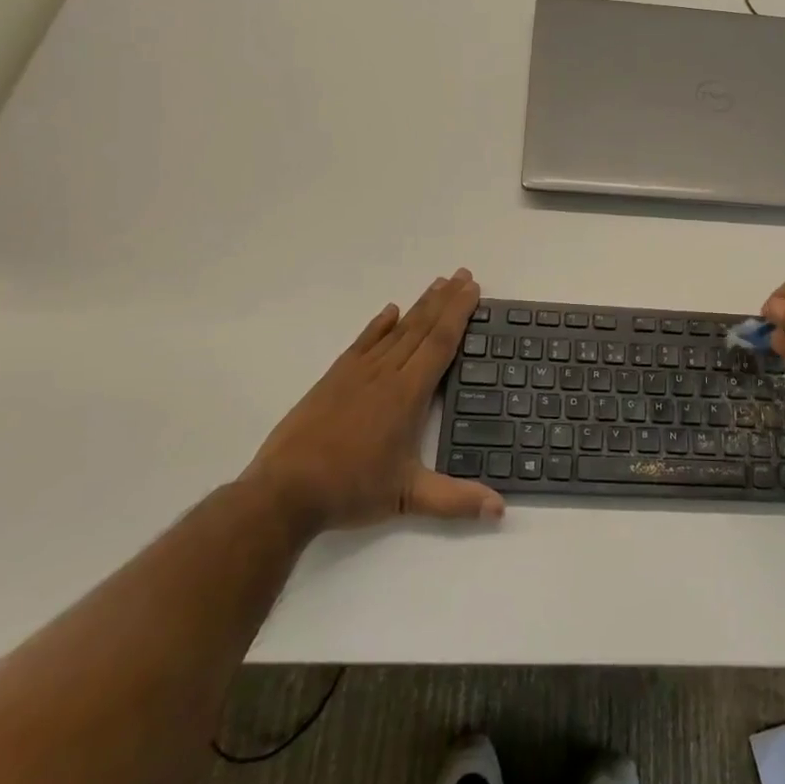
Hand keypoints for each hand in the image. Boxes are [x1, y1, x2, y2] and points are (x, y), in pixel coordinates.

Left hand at [241, 269, 503, 532]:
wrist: (284, 491)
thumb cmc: (350, 490)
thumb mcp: (407, 497)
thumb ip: (455, 500)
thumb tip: (500, 509)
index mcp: (407, 394)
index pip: (440, 343)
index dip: (459, 313)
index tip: (472, 288)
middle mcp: (385, 374)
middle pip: (421, 327)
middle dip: (445, 300)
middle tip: (464, 274)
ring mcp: (356, 373)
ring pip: (395, 330)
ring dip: (419, 305)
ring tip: (438, 283)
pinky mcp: (333, 379)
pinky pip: (363, 342)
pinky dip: (378, 324)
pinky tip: (389, 311)